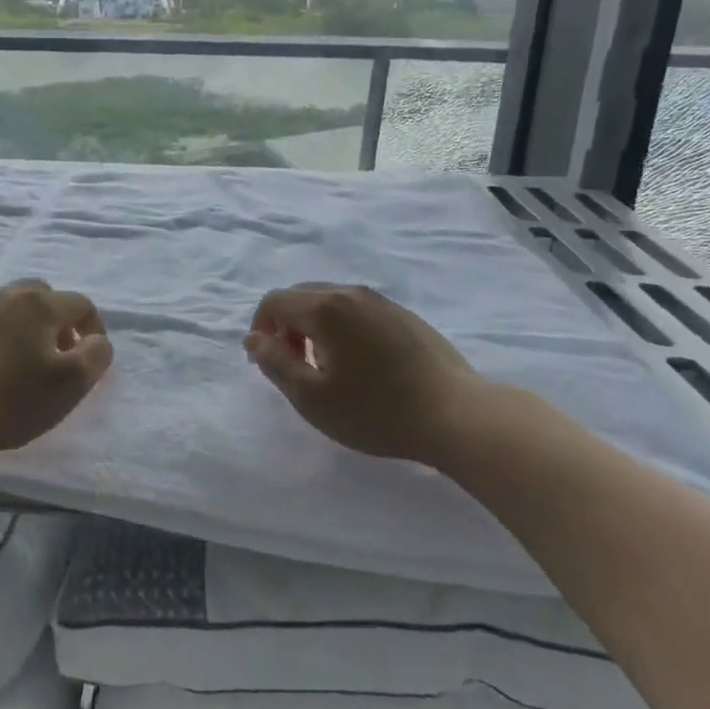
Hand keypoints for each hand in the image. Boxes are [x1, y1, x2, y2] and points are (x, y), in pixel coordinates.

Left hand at [0, 279, 112, 465]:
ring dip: (23, 326)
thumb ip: (95, 356)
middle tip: (56, 354)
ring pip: (9, 306)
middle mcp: (5, 296)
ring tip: (21, 361)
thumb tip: (96, 341)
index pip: (81, 304)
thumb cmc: (10, 399)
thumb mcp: (70, 385)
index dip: (93, 329)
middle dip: (57, 320)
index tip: (90, 359)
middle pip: (42, 295)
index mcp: (39, 305)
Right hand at [243, 283, 503, 467]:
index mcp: (325, 307)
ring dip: (314, 327)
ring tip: (326, 368)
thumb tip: (254, 339)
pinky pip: (357, 311)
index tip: (266, 364)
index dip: (260, 329)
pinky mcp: (404, 316)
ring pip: (330, 302)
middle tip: (293, 367)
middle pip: (301, 296)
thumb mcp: (311, 397)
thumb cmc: (375, 411)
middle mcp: (351, 293)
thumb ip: (274, 363)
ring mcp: (382, 302)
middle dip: (285, 326)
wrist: (456, 415)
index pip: (274, 301)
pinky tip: (359, 365)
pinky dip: (341, 328)